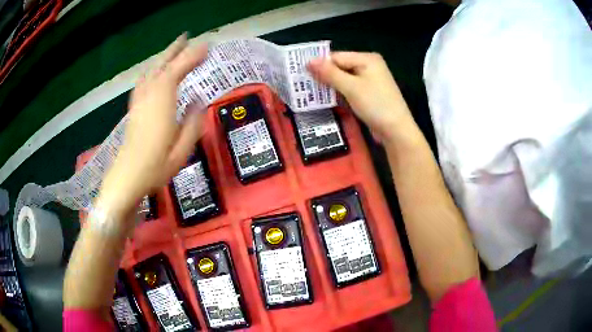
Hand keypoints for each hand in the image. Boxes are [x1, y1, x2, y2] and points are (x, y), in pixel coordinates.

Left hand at [98, 34, 206, 215]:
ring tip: (174, 49)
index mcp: (162, 105)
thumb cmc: (155, 168)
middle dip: (175, 50)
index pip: (176, 72)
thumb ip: (193, 123)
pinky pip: (142, 83)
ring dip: (163, 58)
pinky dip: (151, 72)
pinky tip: (153, 72)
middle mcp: (149, 98)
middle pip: (161, 67)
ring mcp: (139, 103)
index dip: (191, 57)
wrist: (126, 179)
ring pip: (151, 72)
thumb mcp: (182, 150)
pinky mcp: (134, 110)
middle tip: (188, 38)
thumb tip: (198, 100)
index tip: (207, 48)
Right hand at [308, 52, 413, 142]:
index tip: (301, 73)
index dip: (320, 64)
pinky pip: (350, 88)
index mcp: (367, 59)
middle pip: (340, 66)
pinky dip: (339, 92)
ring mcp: (370, 80)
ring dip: (330, 85)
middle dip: (324, 75)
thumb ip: (330, 73)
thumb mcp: (351, 87)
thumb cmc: (375, 105)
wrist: (396, 131)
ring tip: (311, 92)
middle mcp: (369, 66)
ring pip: (344, 78)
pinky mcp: (369, 93)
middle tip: (303, 83)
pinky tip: (327, 98)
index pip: (337, 57)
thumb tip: (309, 61)